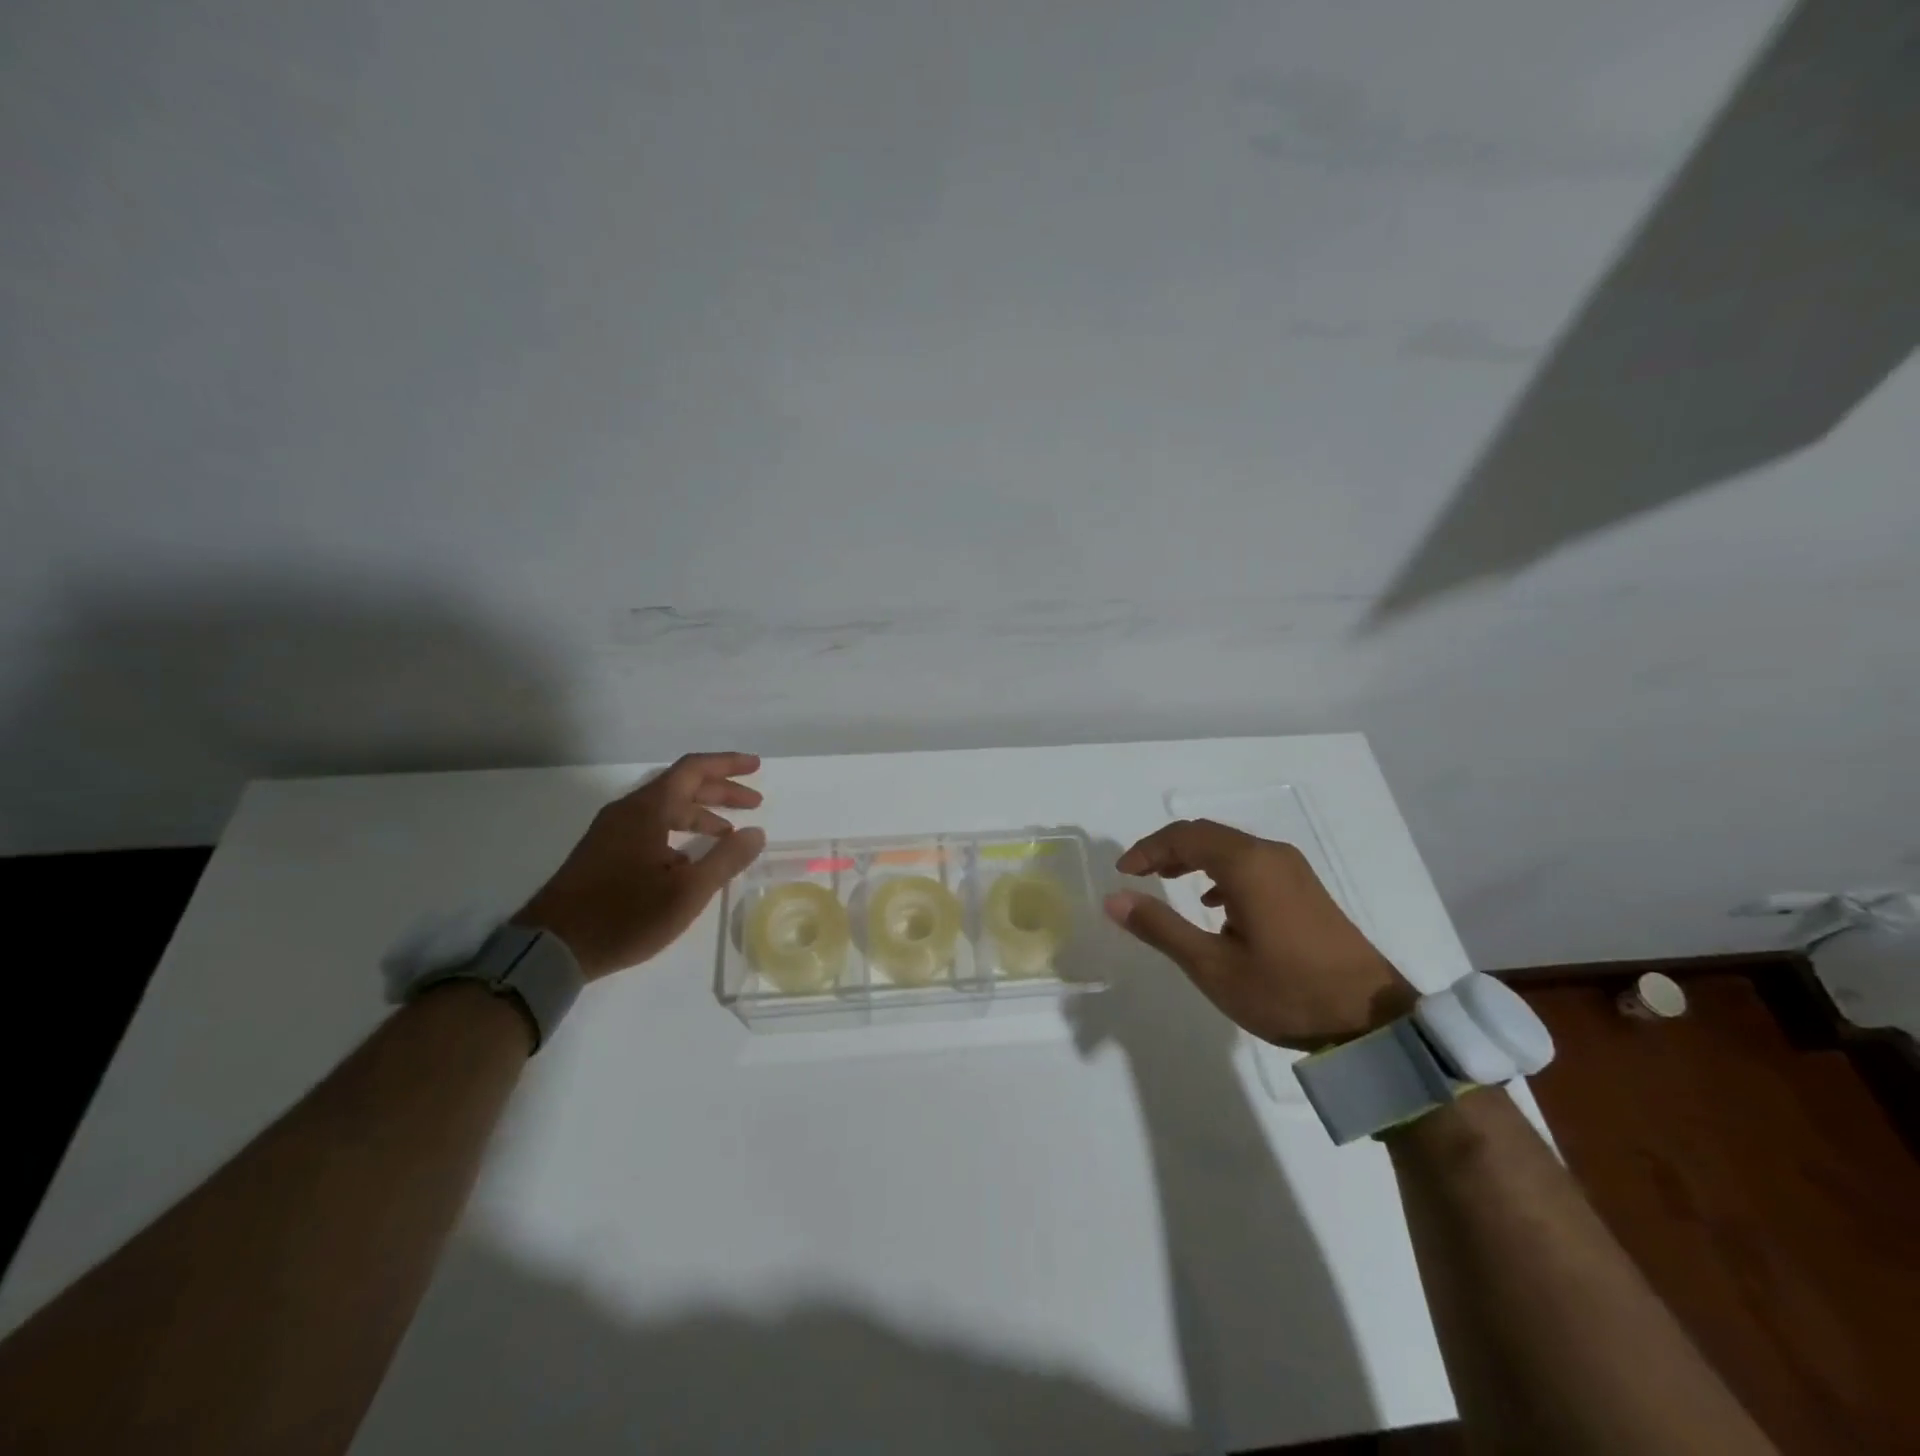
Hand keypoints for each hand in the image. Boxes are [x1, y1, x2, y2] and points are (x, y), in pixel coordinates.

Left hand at [516, 752, 766, 979]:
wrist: (551, 949)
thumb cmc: (624, 916)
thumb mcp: (687, 892)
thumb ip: (726, 859)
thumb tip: (756, 832)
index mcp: (647, 810)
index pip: (693, 770)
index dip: (728, 765)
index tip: (756, 767)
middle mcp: (627, 811)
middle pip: (681, 786)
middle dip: (720, 792)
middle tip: (754, 803)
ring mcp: (611, 832)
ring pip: (665, 809)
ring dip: (700, 815)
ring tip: (728, 836)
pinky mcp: (602, 853)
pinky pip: (649, 828)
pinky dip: (678, 832)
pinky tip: (691, 861)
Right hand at [1104, 819, 1414, 1049]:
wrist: (1371, 1021)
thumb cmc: (1285, 992)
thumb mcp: (1212, 966)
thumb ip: (1160, 927)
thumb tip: (1114, 899)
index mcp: (1247, 865)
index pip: (1184, 837)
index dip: (1147, 849)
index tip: (1123, 873)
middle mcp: (1270, 855)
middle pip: (1207, 835)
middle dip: (1168, 850)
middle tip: (1139, 875)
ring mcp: (1293, 870)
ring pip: (1231, 848)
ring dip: (1194, 859)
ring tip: (1169, 883)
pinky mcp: (1305, 888)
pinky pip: (1252, 863)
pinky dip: (1222, 872)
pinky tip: (1216, 905)